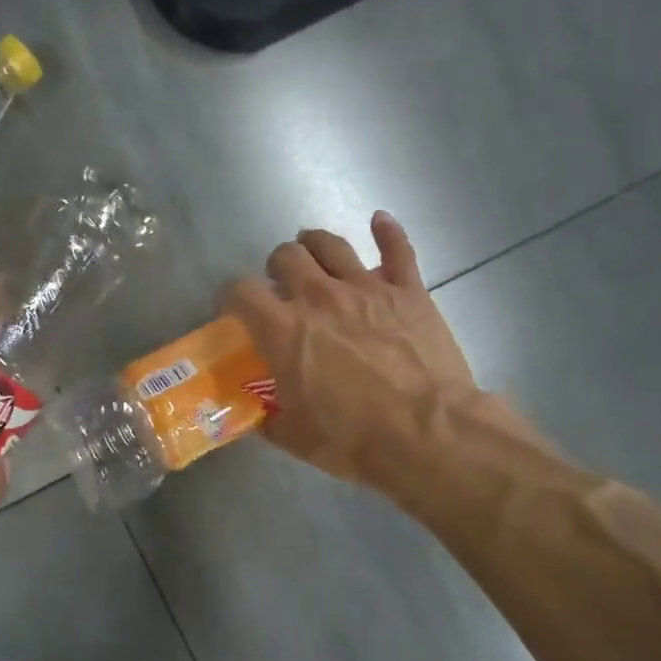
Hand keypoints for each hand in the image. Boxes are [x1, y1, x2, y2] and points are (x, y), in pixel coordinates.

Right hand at [223, 212, 531, 491]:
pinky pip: (397, 247)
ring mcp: (366, 287)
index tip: (236, 311)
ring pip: (331, 243)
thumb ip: (269, 419)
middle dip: (277, 268)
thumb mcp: (296, 438)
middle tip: (283, 288)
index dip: (231, 297)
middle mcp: (319, 296)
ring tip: (314, 254)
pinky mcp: (408, 289)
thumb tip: (259, 415)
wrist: (428, 433)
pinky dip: (387, 231)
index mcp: (284, 329)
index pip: (240, 291)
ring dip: (315, 244)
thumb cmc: (354, 439)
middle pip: (285, 256)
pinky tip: (379, 221)